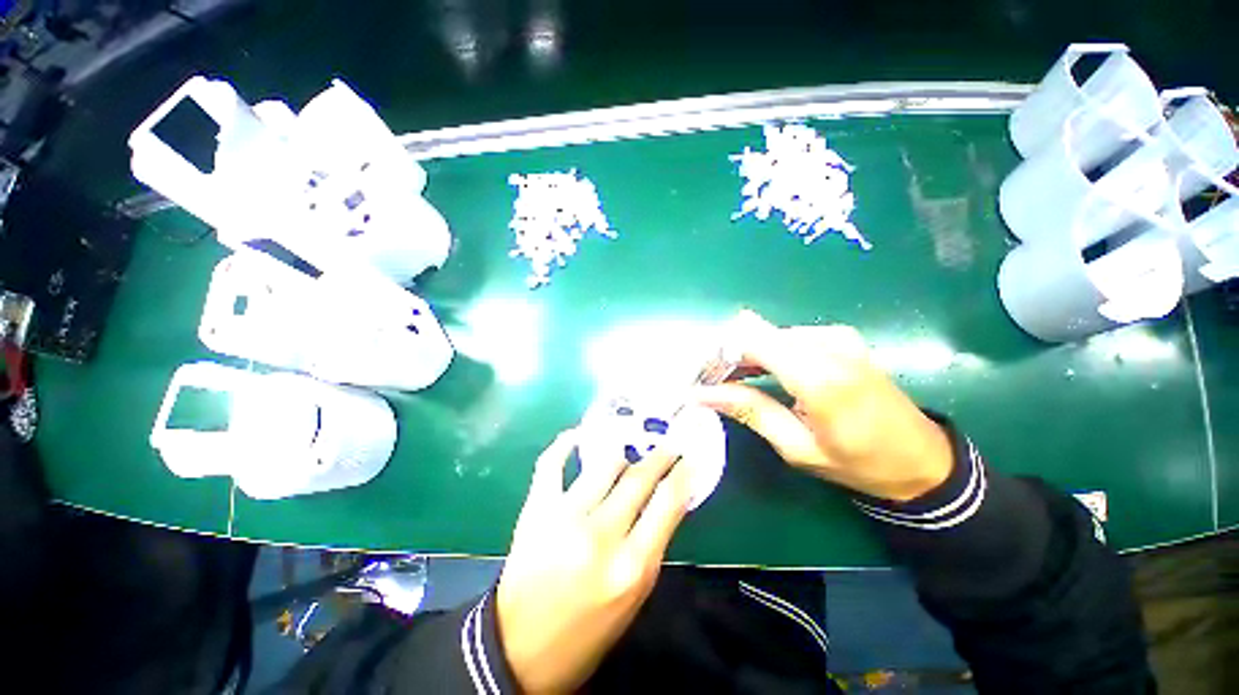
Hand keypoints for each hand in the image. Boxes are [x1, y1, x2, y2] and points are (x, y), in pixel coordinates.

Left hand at [496, 430, 692, 693]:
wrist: (520, 650)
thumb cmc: (587, 630)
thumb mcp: (633, 596)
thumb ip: (652, 543)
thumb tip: (666, 497)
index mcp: (632, 566)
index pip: (668, 501)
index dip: (683, 472)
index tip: (690, 456)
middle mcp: (600, 535)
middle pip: (639, 477)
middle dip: (660, 455)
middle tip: (668, 444)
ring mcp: (564, 517)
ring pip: (604, 463)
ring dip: (621, 455)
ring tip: (627, 454)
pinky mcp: (535, 509)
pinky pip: (551, 463)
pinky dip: (565, 444)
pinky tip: (577, 436)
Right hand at [698, 310, 952, 501]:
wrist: (923, 459)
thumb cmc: (860, 463)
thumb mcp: (797, 447)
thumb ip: (750, 411)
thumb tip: (701, 394)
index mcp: (819, 375)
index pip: (750, 336)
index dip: (718, 351)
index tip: (702, 376)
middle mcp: (827, 343)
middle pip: (754, 332)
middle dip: (726, 356)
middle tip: (711, 385)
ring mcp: (835, 335)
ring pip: (766, 334)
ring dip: (743, 356)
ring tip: (730, 383)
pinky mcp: (838, 337)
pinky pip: (785, 337)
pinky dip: (764, 354)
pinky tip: (759, 375)